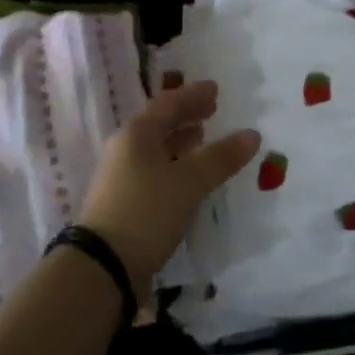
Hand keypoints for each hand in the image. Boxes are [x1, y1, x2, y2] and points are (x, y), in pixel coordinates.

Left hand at [80, 80, 260, 292]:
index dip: (192, 95)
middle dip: (186, 116)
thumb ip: (220, 158)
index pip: (168, 104)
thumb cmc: (146, 211)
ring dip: (180, 142)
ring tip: (203, 139)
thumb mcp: (188, 182)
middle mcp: (125, 150)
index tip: (215, 88)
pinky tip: (190, 177)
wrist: (103, 265)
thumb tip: (252, 134)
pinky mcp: (125, 202)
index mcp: (136, 134)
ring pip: (156, 149)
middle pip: (159, 125)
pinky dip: (175, 166)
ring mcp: (122, 177)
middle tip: (212, 110)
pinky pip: (155, 171)